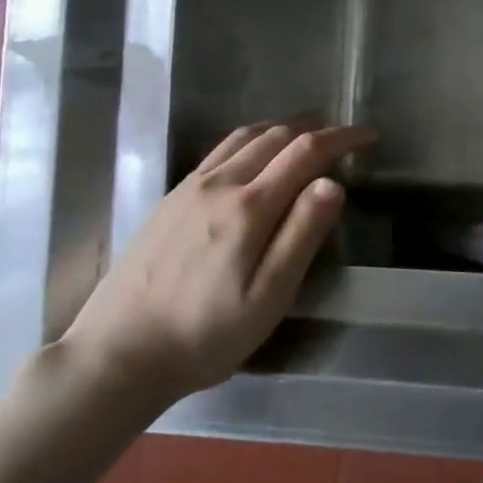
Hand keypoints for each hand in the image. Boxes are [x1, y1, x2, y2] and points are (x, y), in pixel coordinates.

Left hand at [60, 120, 373, 406]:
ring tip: (304, 135)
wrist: (116, 355)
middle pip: (274, 136)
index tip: (367, 136)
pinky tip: (253, 157)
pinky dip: (250, 140)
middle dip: (314, 128)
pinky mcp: (169, 200)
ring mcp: (189, 189)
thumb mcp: (268, 297)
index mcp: (249, 207)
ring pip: (243, 138)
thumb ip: (301, 235)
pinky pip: (219, 151)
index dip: (340, 138)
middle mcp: (219, 185)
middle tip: (341, 135)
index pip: (304, 152)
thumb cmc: (204, 335)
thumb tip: (333, 183)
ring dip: (280, 128)